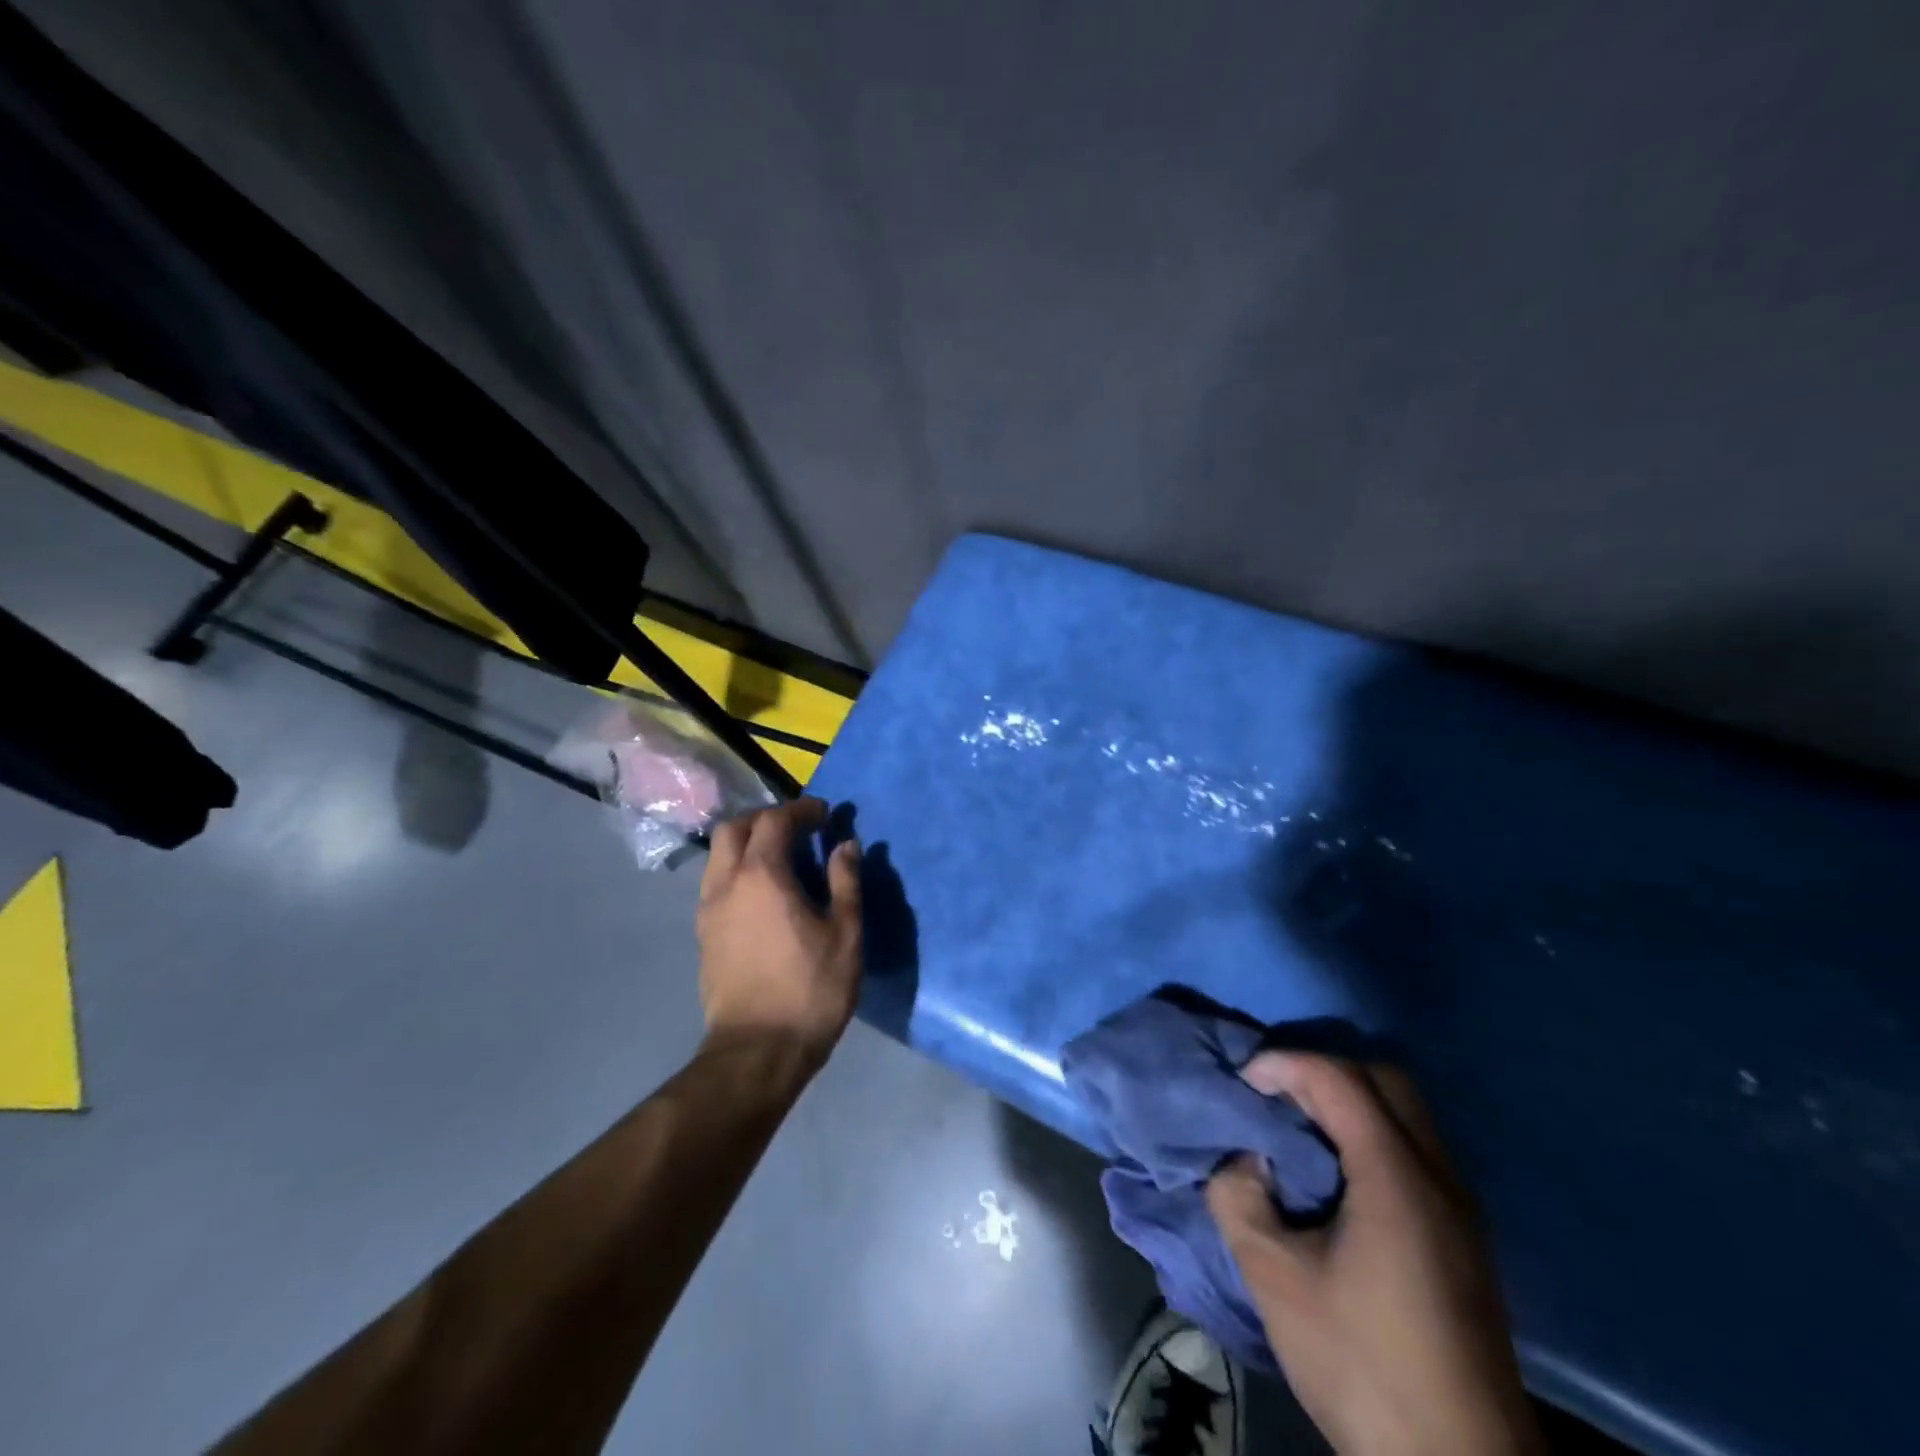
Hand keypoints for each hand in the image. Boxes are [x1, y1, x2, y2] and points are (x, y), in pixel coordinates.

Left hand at [696, 798, 862, 1071]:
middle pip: (735, 828)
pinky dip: (737, 870)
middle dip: (766, 819)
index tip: (825, 814)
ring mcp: (708, 910)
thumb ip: (845, 882)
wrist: (757, 1051)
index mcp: (761, 875)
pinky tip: (762, 893)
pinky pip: (716, 883)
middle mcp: (726, 883)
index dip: (801, 810)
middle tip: (798, 829)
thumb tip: (845, 846)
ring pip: (719, 856)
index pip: (774, 821)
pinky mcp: (703, 935)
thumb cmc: (810, 989)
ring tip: (780, 858)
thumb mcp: (845, 934)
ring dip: (747, 844)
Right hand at [1206, 1054, 1541, 1455]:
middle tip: (1275, 1097)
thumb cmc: (1362, 1365)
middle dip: (1322, 1071)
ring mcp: (1460, 1207)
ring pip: (1405, 1113)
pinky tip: (1335, 1177)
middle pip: (1384, 1080)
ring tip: (1298, 1131)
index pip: (1338, 1078)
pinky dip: (1370, 1134)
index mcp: (1395, 1177)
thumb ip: (1239, 1200)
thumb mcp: (1276, 1280)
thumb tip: (1240, 1160)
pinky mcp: (1464, 1236)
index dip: (1284, 1065)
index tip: (1243, 1083)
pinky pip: (1415, 1148)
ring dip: (1349, 1102)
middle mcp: (1438, 1176)